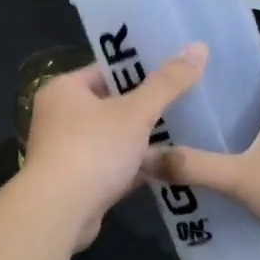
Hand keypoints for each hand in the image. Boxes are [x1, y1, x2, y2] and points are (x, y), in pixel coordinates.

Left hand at [20, 43, 207, 249]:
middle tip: (188, 99)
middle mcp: (59, 116)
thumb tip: (199, 47)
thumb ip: (167, 83)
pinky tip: (168, 165)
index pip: (107, 70)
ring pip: (113, 137)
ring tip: (187, 130)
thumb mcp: (135, 112)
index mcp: (64, 89)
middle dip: (146, 106)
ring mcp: (67, 150)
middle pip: (111, 104)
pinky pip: (112, 166)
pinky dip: (135, 166)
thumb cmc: (93, 150)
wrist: (59, 212)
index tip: (176, 69)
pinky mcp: (78, 181)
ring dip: (143, 139)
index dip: (141, 68)